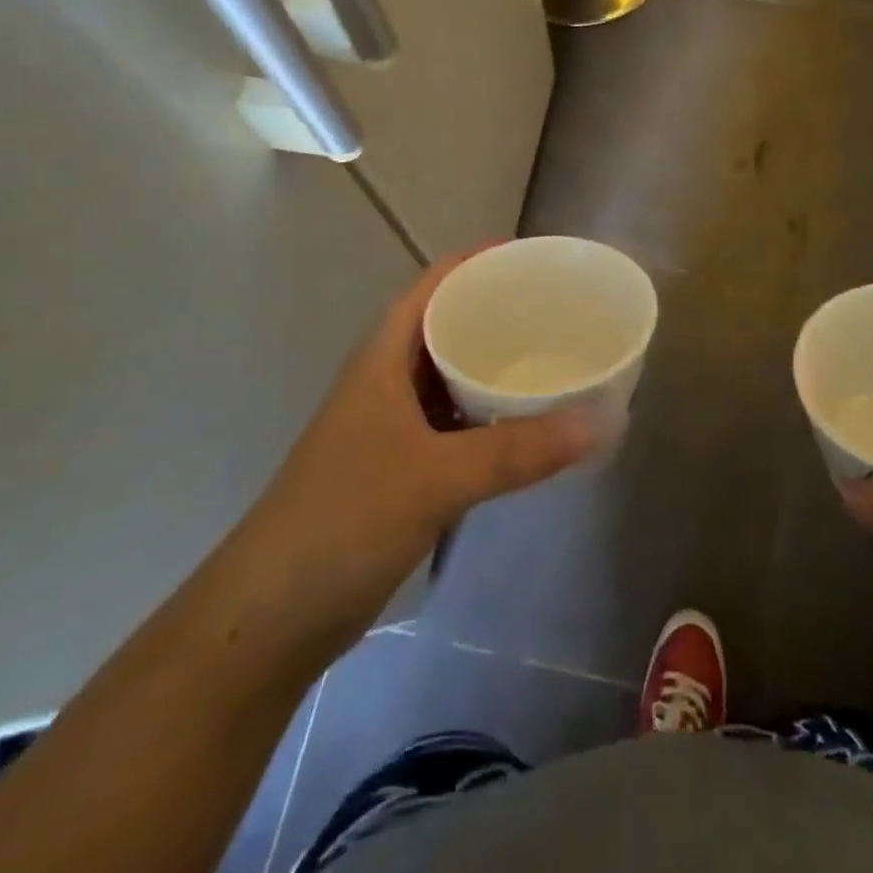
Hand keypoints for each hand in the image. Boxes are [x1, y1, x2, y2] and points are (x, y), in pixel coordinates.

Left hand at [245, 251, 598, 659]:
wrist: (272, 613)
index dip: (480, 261)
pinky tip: (526, 427)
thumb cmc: (345, 518)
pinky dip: (488, 417)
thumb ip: (519, 450)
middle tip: (560, 311)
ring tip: (553, 359)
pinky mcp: (399, 466)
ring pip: (452, 377)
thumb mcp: (437, 476)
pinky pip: (454, 423)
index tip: (535, 258)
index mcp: (384, 356)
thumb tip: (600, 423)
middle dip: (498, 313)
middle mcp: (387, 378)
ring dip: (494, 368)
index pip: (435, 283)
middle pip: (447, 325)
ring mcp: (391, 424)